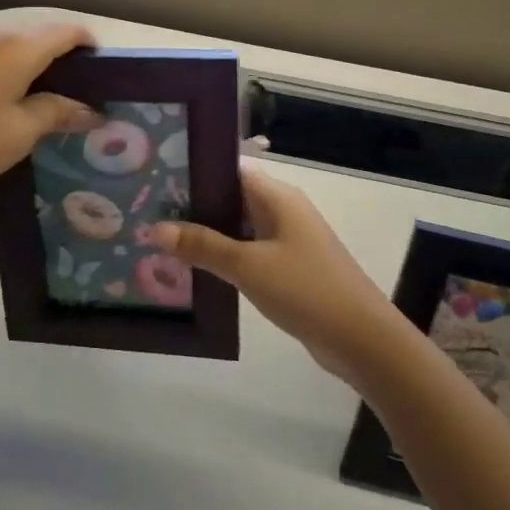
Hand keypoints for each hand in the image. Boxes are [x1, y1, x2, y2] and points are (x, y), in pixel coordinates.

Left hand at [0, 22, 100, 206]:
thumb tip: (91, 110)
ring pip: (10, 42)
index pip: (66, 30)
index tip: (103, 73)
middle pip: (38, 33)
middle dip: (62, 57)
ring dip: (31, 62)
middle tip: (75, 93)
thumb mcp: (20, 132)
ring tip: (39, 99)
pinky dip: (4, 67)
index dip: (90, 46)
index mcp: (16, 45)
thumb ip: (58, 113)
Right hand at [152, 165, 409, 386]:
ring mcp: (287, 240)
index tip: (156, 177)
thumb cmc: (305, 290)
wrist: (361, 339)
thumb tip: (155, 228)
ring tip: (160, 237)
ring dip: (206, 234)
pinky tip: (194, 268)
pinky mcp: (289, 268)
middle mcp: (282, 211)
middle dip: (193, 205)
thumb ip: (202, 245)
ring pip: (238, 228)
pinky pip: (248, 252)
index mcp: (277, 197)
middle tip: (148, 209)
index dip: (195, 171)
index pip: (229, 170)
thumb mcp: (247, 266)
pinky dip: (224, 256)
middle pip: (231, 198)